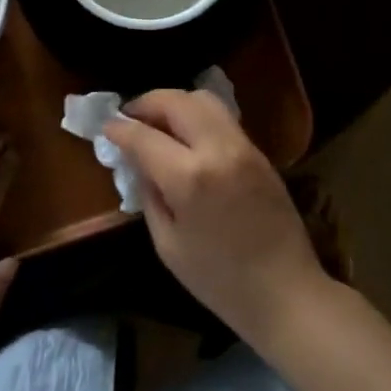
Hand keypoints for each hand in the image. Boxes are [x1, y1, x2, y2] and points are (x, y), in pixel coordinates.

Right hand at [105, 90, 329, 345]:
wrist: (285, 291)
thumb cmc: (219, 280)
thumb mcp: (168, 244)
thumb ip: (149, 194)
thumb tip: (136, 161)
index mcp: (190, 178)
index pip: (144, 136)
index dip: (119, 128)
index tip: (106, 127)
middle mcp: (218, 149)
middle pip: (176, 101)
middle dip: (147, 103)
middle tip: (130, 117)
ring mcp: (243, 146)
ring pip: (203, 99)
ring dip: (174, 103)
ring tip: (158, 121)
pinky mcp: (259, 150)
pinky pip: (222, 116)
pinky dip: (197, 114)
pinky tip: (186, 134)